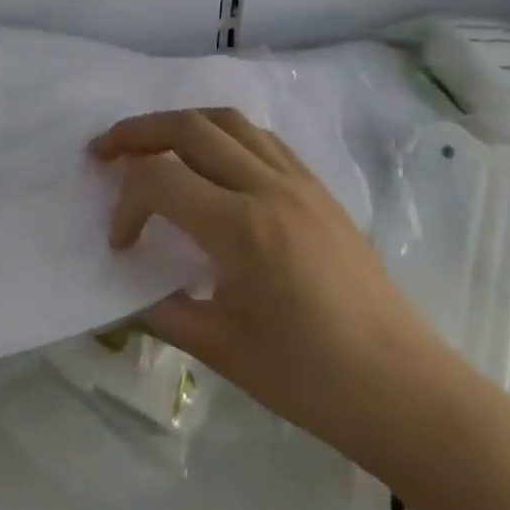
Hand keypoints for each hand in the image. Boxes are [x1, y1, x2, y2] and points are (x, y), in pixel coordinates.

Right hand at [92, 108, 465, 481]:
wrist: (404, 389)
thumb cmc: (311, 379)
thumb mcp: (222, 350)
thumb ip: (163, 312)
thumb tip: (128, 293)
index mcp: (241, 228)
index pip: (159, 181)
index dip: (125, 205)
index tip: (121, 245)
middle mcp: (269, 187)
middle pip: (189, 127)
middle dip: (137, 132)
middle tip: (105, 149)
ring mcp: (300, 182)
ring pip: (228, 120)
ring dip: (181, 123)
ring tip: (153, 144)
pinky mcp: (320, 189)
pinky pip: (263, 139)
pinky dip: (224, 134)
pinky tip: (214, 161)